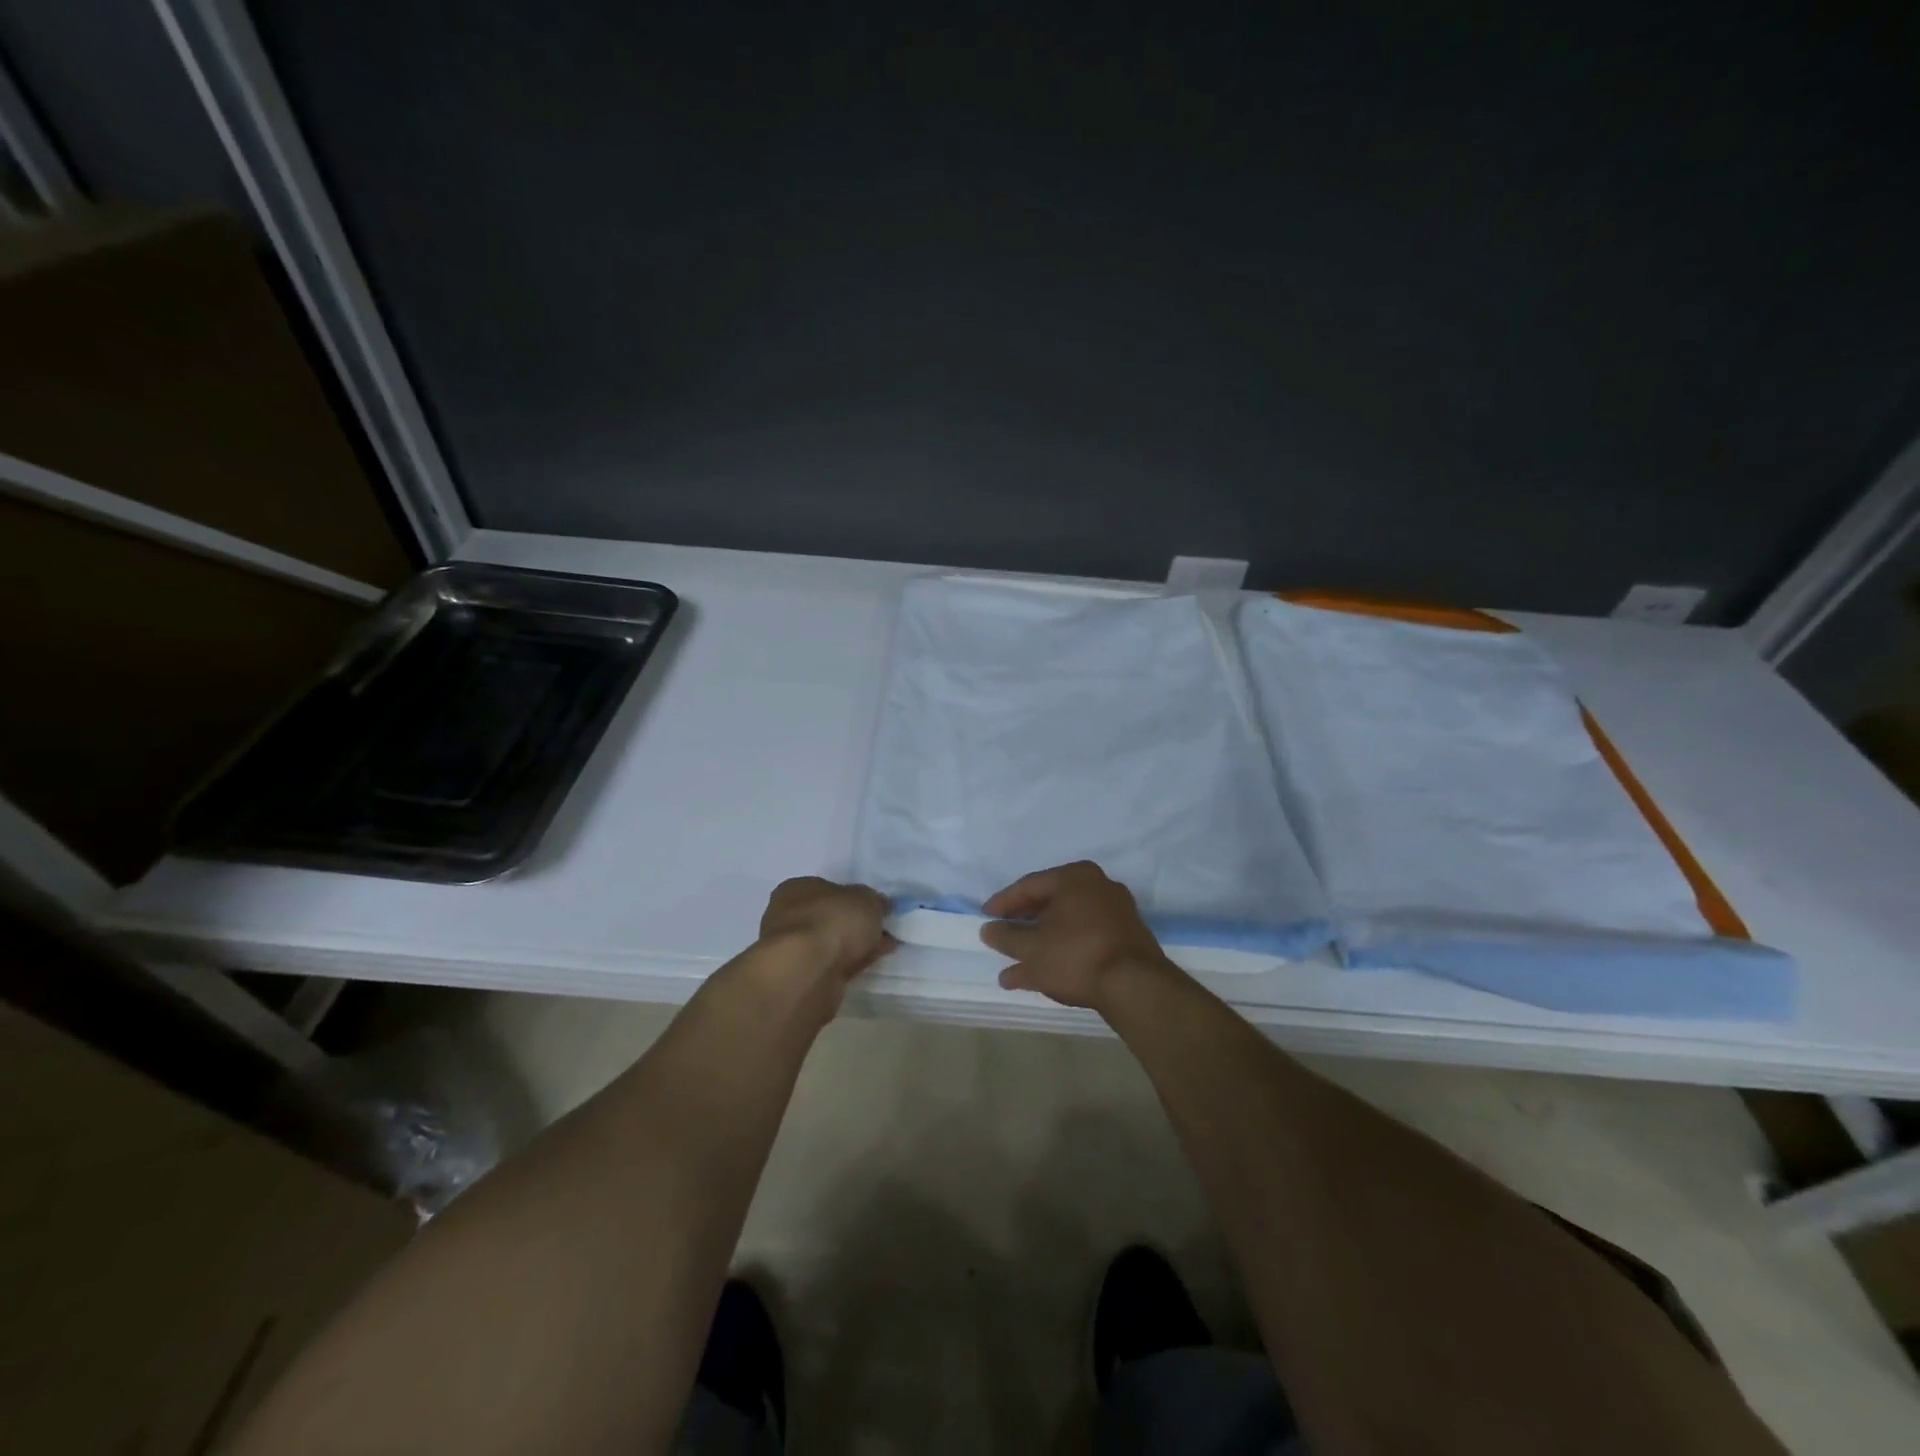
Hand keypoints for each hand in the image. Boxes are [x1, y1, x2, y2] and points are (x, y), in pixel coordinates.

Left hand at [757, 877, 894, 984]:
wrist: (807, 972)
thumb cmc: (832, 922)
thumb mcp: (866, 900)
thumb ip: (874, 901)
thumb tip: (879, 905)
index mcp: (797, 889)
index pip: (828, 889)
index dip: (854, 898)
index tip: (877, 908)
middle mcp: (788, 916)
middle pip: (829, 918)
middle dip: (857, 924)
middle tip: (884, 930)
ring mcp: (792, 949)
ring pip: (831, 943)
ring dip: (855, 946)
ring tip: (885, 948)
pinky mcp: (800, 976)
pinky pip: (832, 965)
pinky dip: (850, 963)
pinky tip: (870, 964)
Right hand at [980, 861, 1180, 1011]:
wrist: (1135, 986)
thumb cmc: (1076, 955)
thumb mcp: (1031, 949)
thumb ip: (1006, 936)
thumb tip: (989, 929)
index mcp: (1074, 876)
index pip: (1029, 885)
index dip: (1003, 903)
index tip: (985, 918)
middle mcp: (1098, 885)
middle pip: (1050, 902)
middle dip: (1024, 924)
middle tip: (1003, 936)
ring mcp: (1116, 911)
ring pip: (1067, 923)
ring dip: (1041, 943)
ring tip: (1016, 966)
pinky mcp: (1127, 936)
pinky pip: (1085, 936)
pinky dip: (1064, 950)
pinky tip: (1044, 974)